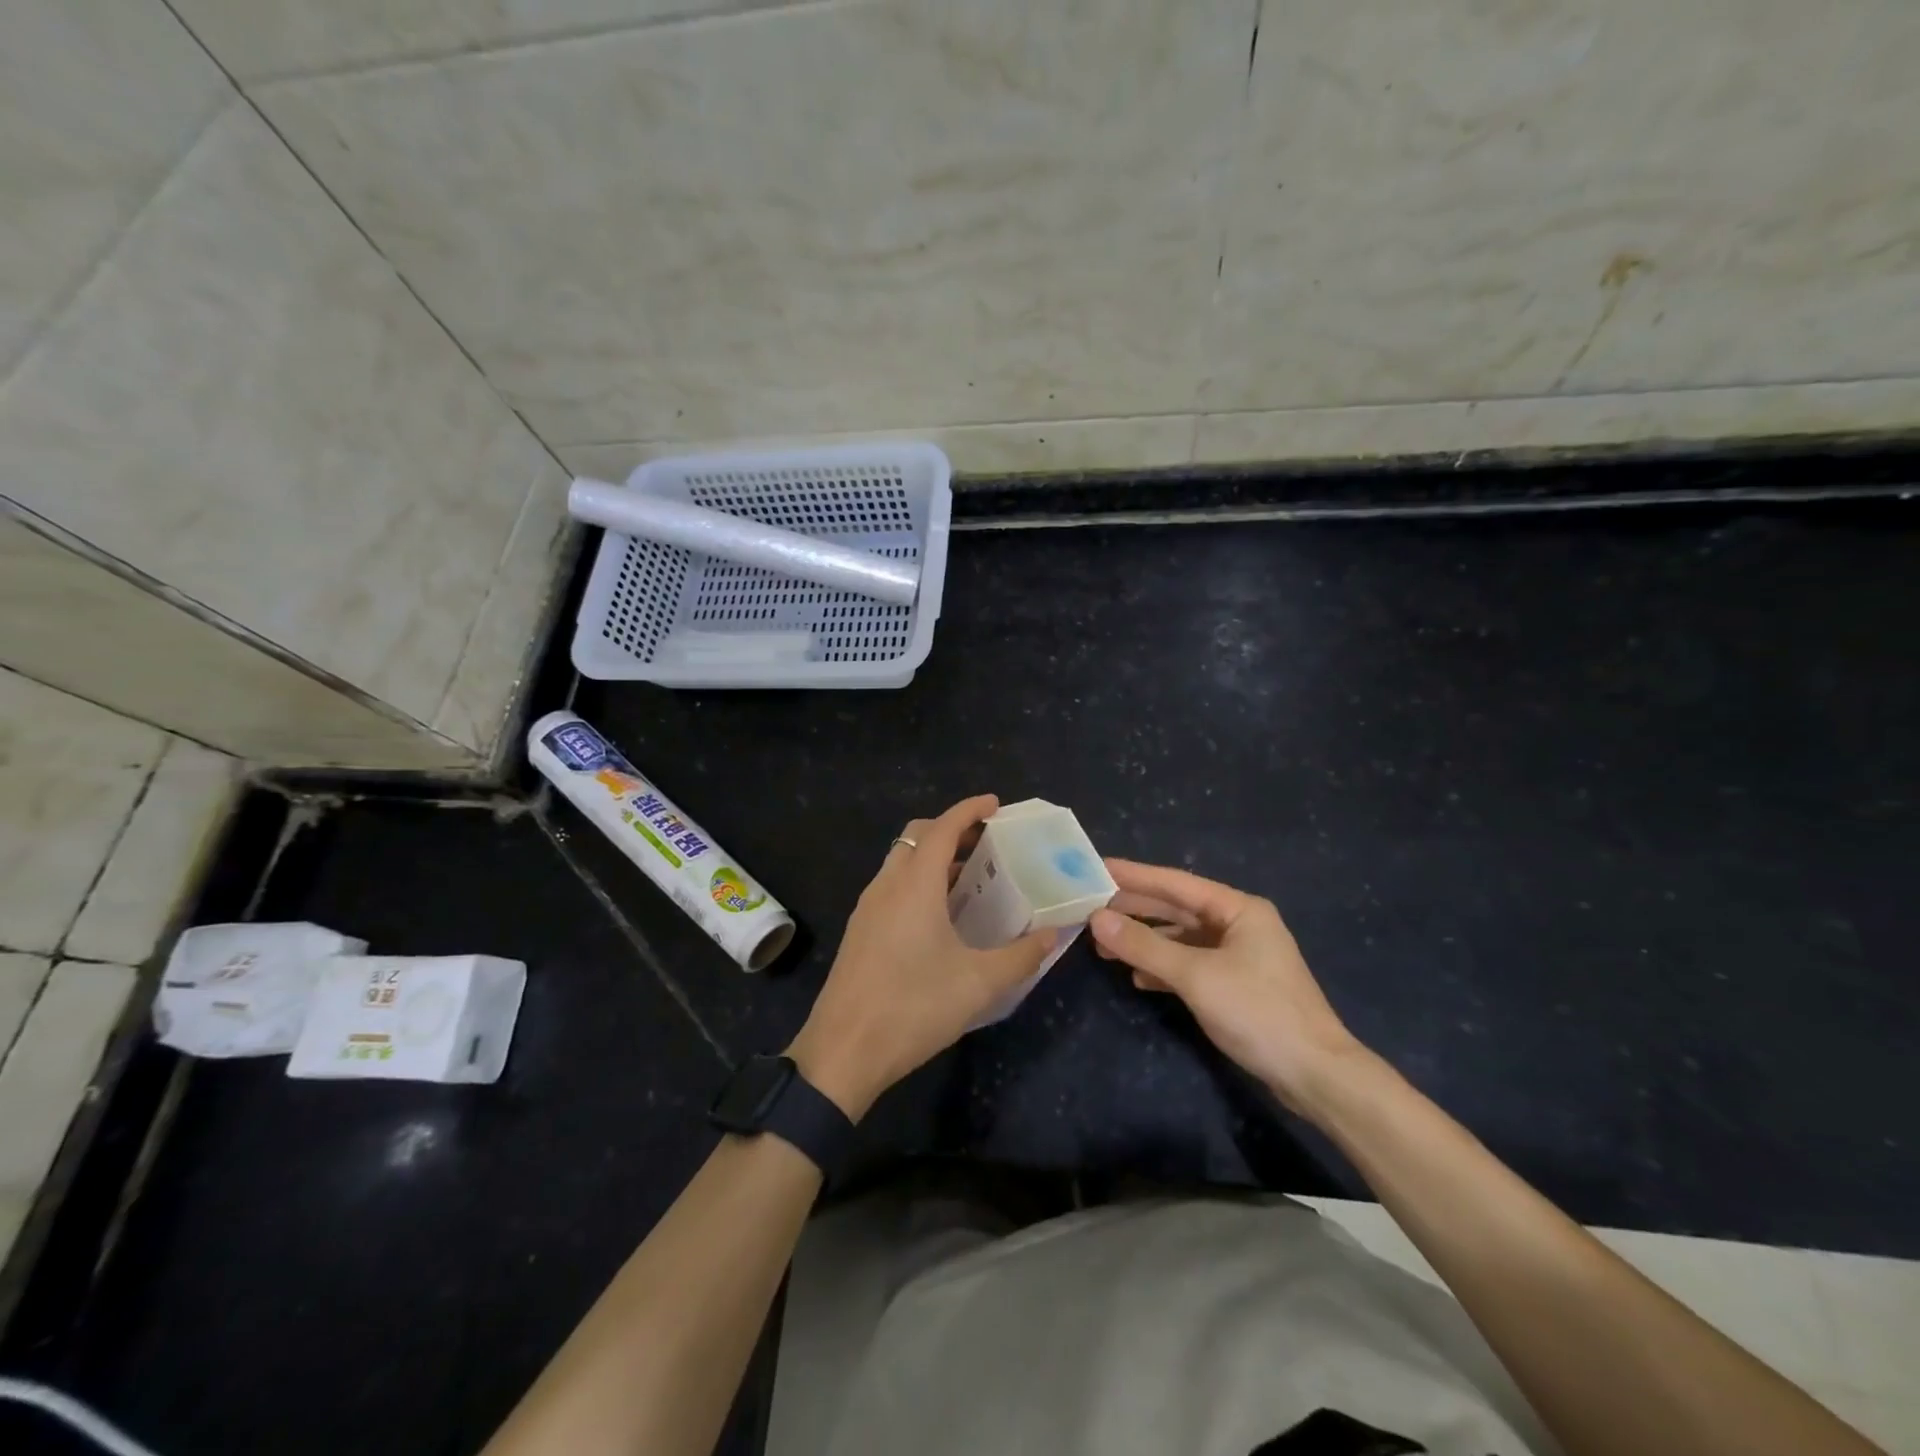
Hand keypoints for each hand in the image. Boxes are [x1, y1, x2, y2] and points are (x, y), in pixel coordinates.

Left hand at [788, 795, 1054, 1119]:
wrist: (843, 1051)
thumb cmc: (914, 1007)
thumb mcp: (978, 984)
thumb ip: (1021, 956)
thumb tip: (1052, 935)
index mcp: (914, 885)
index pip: (941, 828)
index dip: (969, 810)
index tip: (995, 804)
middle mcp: (887, 885)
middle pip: (917, 837)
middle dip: (951, 830)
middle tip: (987, 842)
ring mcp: (868, 908)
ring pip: (901, 861)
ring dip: (933, 857)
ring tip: (970, 876)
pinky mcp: (860, 931)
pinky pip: (892, 886)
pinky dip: (918, 881)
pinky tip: (940, 914)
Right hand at [1088, 859, 1367, 1118]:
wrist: (1315, 1075)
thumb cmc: (1258, 1012)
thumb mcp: (1196, 976)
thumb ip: (1145, 946)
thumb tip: (1097, 919)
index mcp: (1239, 909)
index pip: (1175, 883)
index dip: (1134, 875)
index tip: (1096, 867)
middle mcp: (1239, 924)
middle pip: (1177, 909)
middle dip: (1135, 910)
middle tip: (1090, 905)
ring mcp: (1239, 956)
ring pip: (1181, 938)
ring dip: (1145, 942)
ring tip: (1103, 945)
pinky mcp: (1236, 985)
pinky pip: (1190, 964)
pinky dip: (1164, 968)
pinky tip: (1138, 977)